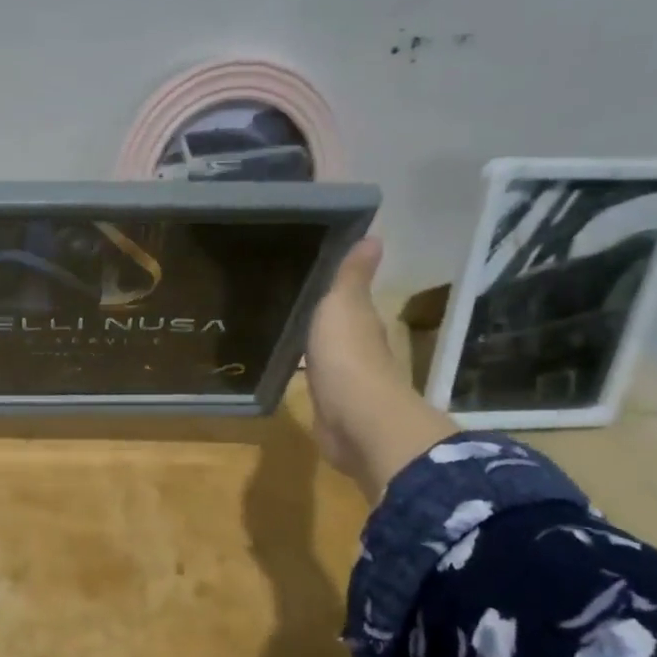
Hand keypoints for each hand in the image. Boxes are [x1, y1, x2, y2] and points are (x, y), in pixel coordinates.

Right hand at [305, 234, 454, 494]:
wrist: (355, 421)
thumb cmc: (347, 356)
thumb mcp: (344, 306)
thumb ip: (351, 277)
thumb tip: (374, 235)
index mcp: (362, 323)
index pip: (350, 300)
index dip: (335, 289)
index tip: (309, 273)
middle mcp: (358, 350)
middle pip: (338, 328)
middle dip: (320, 318)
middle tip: (287, 303)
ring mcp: (345, 382)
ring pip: (326, 356)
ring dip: (312, 348)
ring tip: (282, 334)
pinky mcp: (331, 409)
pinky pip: (315, 384)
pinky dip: (306, 375)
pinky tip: (288, 370)